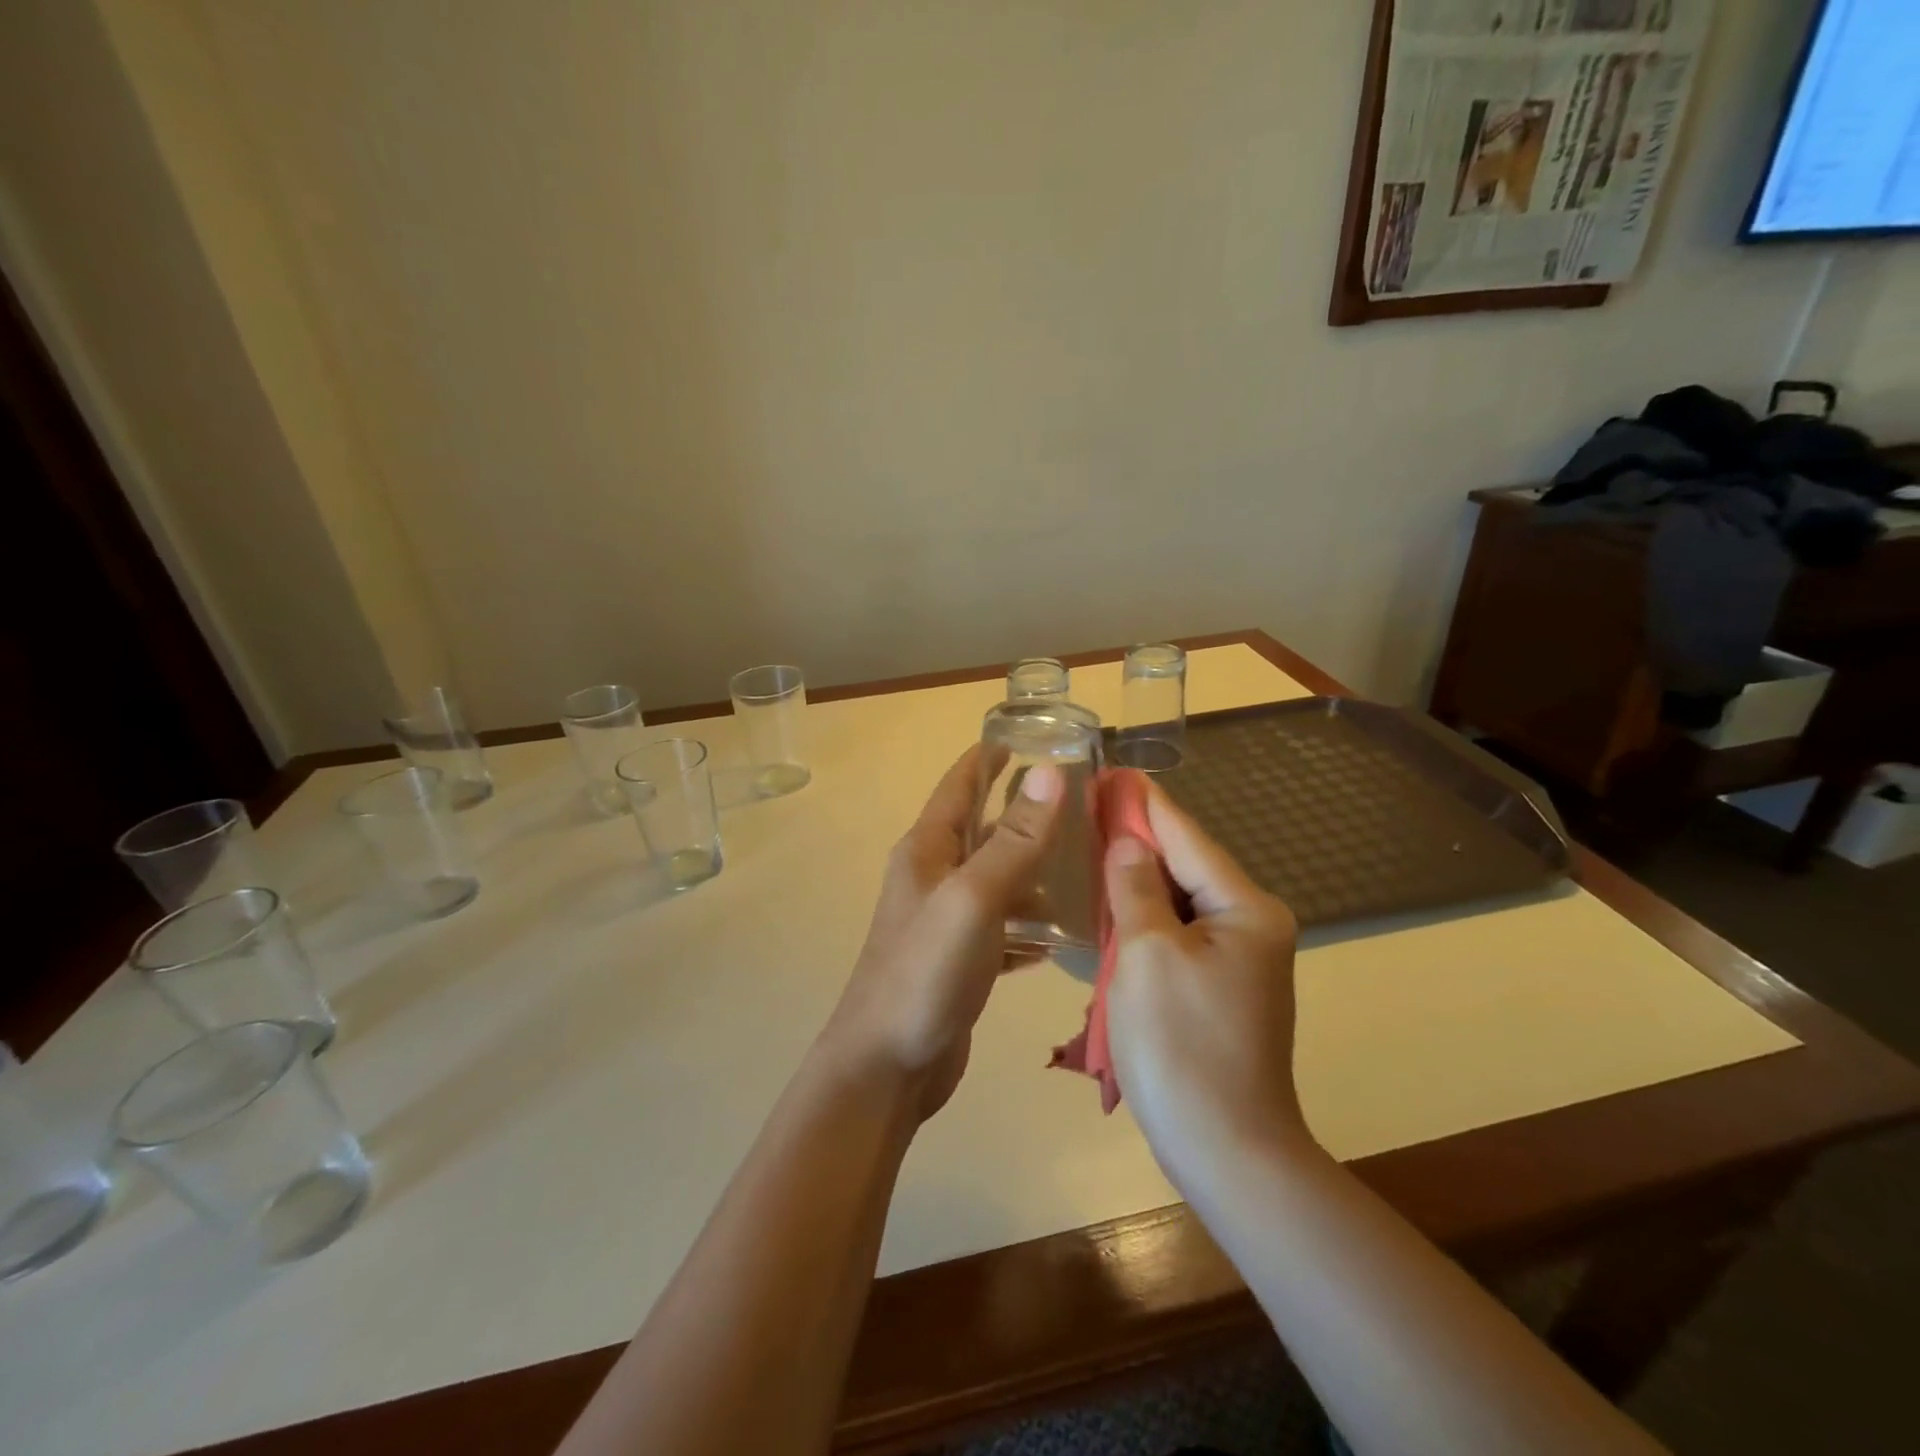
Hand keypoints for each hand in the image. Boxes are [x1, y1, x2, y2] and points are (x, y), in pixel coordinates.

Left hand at [824, 745, 1063, 1120]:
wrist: (886, 1067)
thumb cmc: (925, 972)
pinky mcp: (960, 960)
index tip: (1030, 736)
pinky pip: (1002, 926)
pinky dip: (1030, 922)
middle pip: (981, 829)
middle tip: (1080, 801)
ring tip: (1086, 860)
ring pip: (995, 878)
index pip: (959, 785)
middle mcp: (933, 877)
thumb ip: (1013, 839)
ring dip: (1032, 866)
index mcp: (927, 850)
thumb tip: (1050, 772)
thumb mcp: (973, 898)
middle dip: (1023, 810)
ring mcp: (944, 921)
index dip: (988, 757)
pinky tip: (1065, 931)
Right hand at [1104, 777, 1305, 1186]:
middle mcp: (1251, 924)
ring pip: (1176, 901)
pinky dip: (1142, 918)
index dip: (1143, 804)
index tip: (1110, 771)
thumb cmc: (1182, 1045)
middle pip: (1184, 866)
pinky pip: (1175, 934)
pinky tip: (1109, 904)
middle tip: (1086, 807)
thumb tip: (1126, 843)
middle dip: (1135, 838)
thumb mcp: (1147, 954)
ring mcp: (1237, 959)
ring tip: (1090, 843)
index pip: (1186, 838)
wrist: (1227, 1151)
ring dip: (1135, 879)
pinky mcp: (1217, 987)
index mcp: (1245, 908)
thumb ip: (1135, 888)